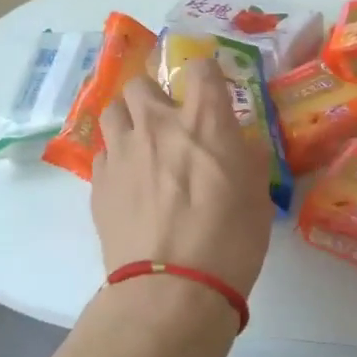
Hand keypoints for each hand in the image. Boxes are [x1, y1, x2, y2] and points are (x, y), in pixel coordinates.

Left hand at [90, 58, 273, 301]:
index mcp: (204, 121)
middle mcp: (157, 124)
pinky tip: (129, 182)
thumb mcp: (258, 195)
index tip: (211, 90)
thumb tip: (238, 144)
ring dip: (128, 120)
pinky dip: (116, 158)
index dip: (206, 74)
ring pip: (113, 111)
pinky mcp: (98, 182)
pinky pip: (103, 152)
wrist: (173, 289)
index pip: (200, 67)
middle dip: (154, 94)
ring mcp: (122, 152)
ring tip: (142, 145)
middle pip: (140, 82)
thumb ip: (246, 158)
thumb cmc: (230, 240)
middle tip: (168, 120)